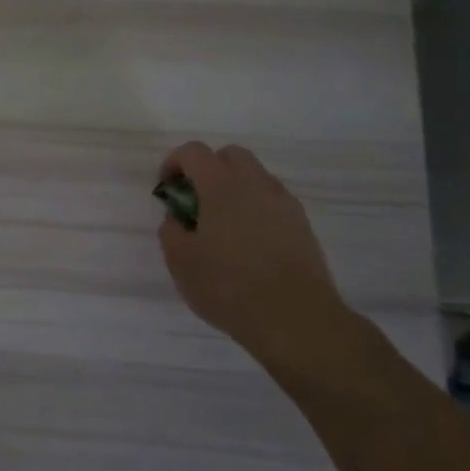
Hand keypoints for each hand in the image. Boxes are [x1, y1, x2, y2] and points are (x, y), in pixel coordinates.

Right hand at [156, 142, 357, 365]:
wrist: (295, 318)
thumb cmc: (228, 286)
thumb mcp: (180, 261)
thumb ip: (171, 230)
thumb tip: (177, 218)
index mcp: (221, 185)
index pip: (194, 152)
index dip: (175, 162)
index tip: (167, 188)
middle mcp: (255, 183)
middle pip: (230, 155)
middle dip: (209, 169)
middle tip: (196, 201)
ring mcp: (283, 202)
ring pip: (255, 177)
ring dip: (234, 188)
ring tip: (223, 226)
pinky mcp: (302, 224)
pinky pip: (273, 202)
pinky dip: (256, 209)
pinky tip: (249, 243)